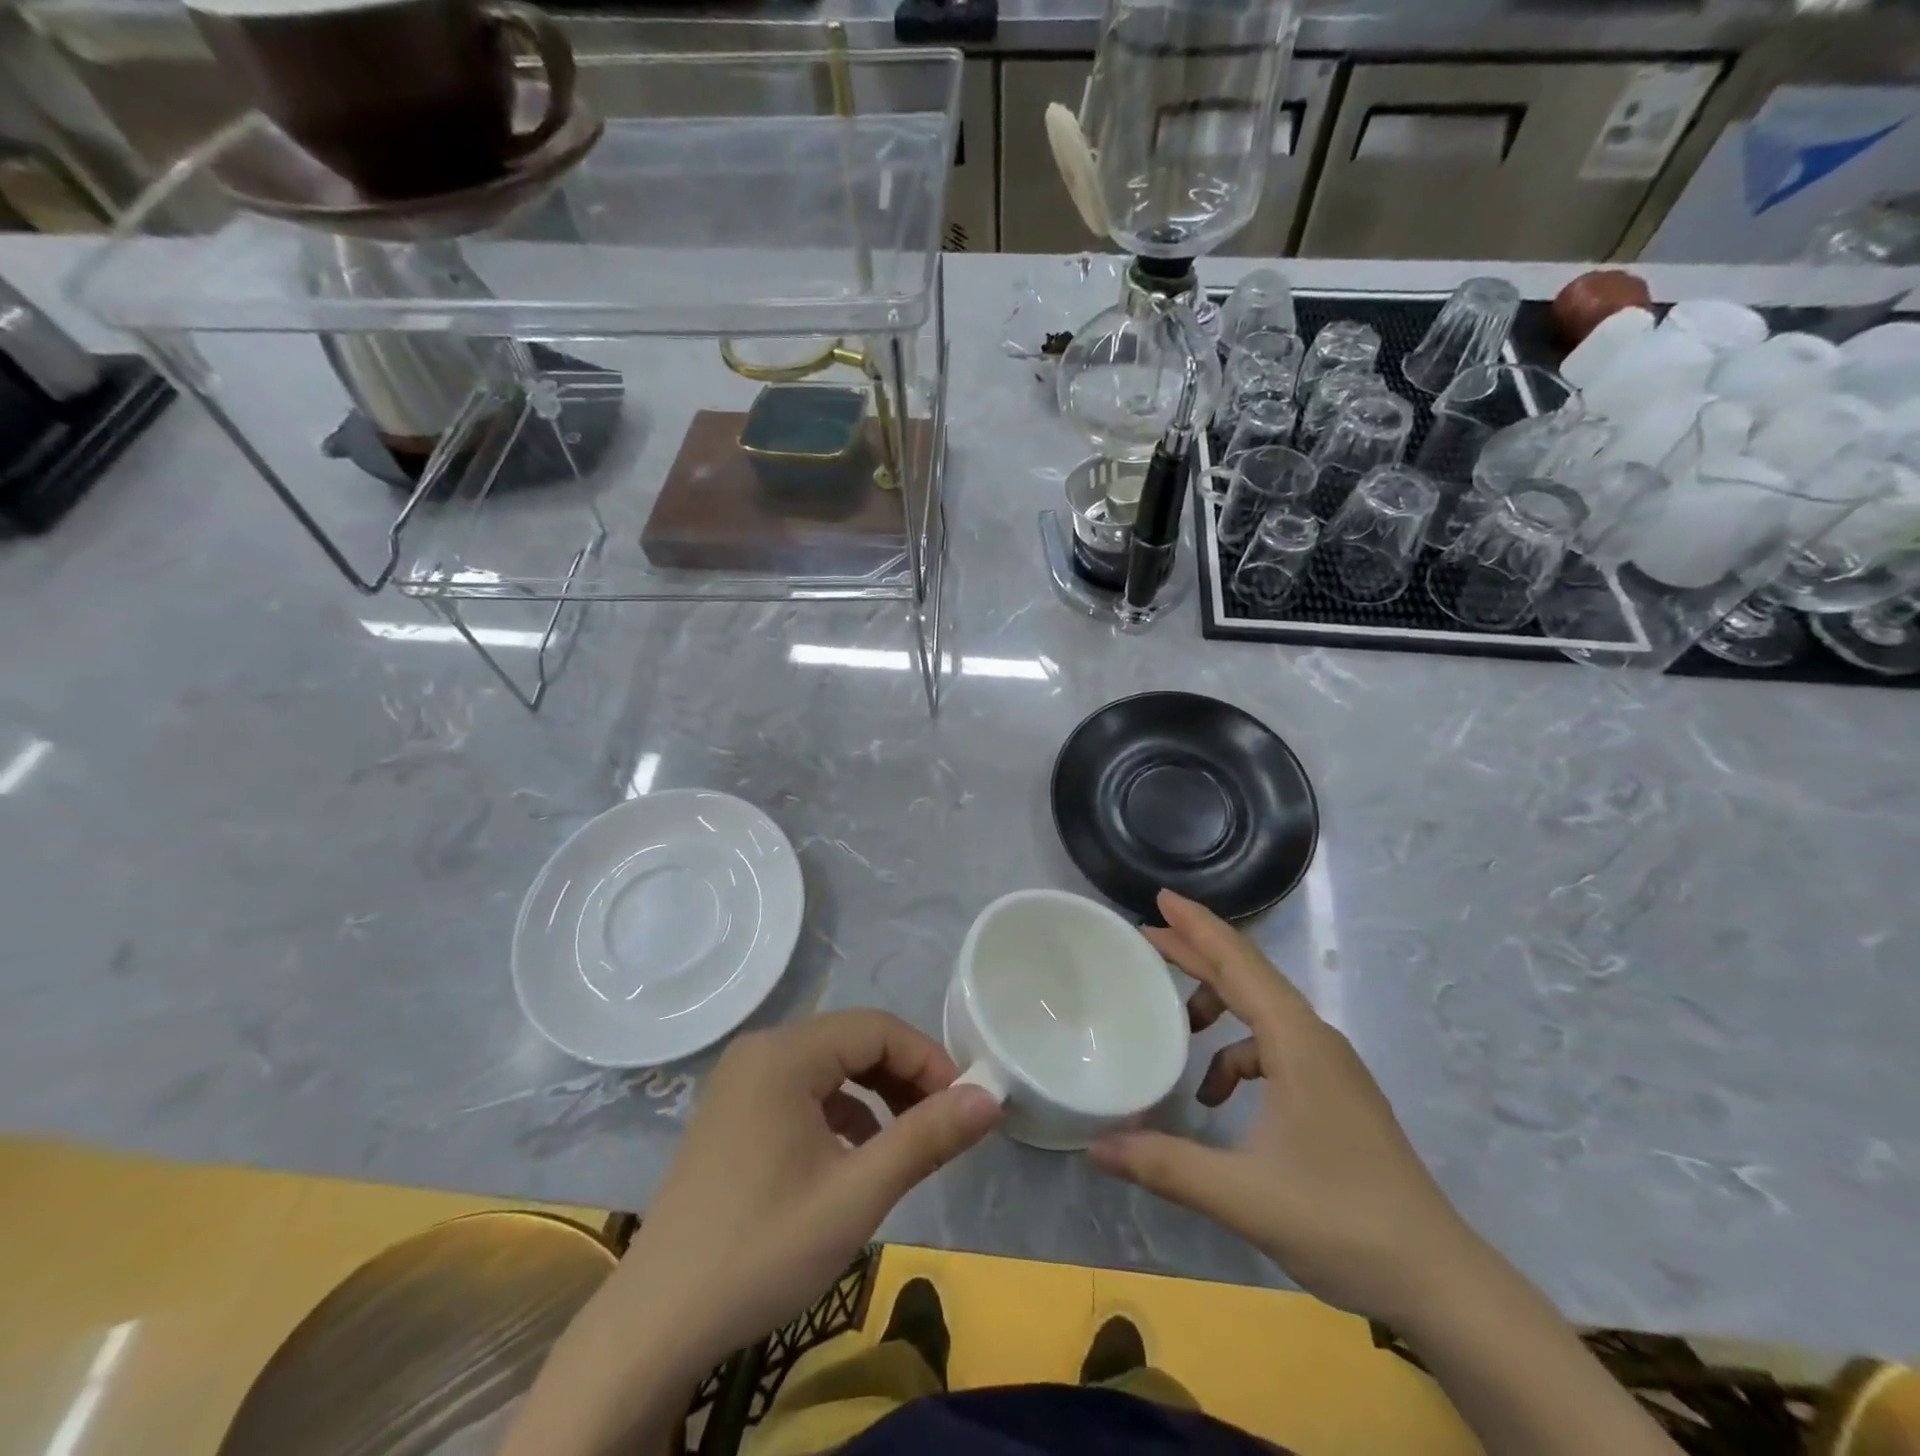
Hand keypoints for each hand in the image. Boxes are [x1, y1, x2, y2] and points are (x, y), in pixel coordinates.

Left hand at [603, 1010, 1001, 1378]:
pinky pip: (803, 1089)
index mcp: (784, 1053)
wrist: (658, 1324)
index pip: (877, 1028)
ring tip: (906, 1141)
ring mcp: (741, 1079)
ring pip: (830, 1064)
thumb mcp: (857, 1194)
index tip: (963, 1106)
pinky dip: (841, 1110)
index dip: (928, 1060)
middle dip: (904, 1076)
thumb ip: (926, 1137)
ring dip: (876, 1093)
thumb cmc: (763, 1249)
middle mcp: (761, 1049)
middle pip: (853, 1041)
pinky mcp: (734, 1110)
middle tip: (940, 1124)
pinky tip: (855, 1155)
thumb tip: (991, 1098)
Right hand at [1090, 890, 1481, 1327]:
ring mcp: (1330, 1067)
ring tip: (1177, 1029)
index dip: (1197, 926)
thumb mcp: (1242, 1194)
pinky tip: (1217, 1098)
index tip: (1161, 896)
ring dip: (1217, 1009)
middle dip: (1196, 954)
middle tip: (1147, 936)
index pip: (1238, 963)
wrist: (1440, 1282)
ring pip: (1262, 1014)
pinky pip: (1275, 1050)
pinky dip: (1238, 1057)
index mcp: (1297, 1041)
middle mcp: (1315, 1040)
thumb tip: (1094, 1147)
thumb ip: (1164, 1164)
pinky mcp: (1335, 1094)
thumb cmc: (1341, 1221)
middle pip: (1248, 978)